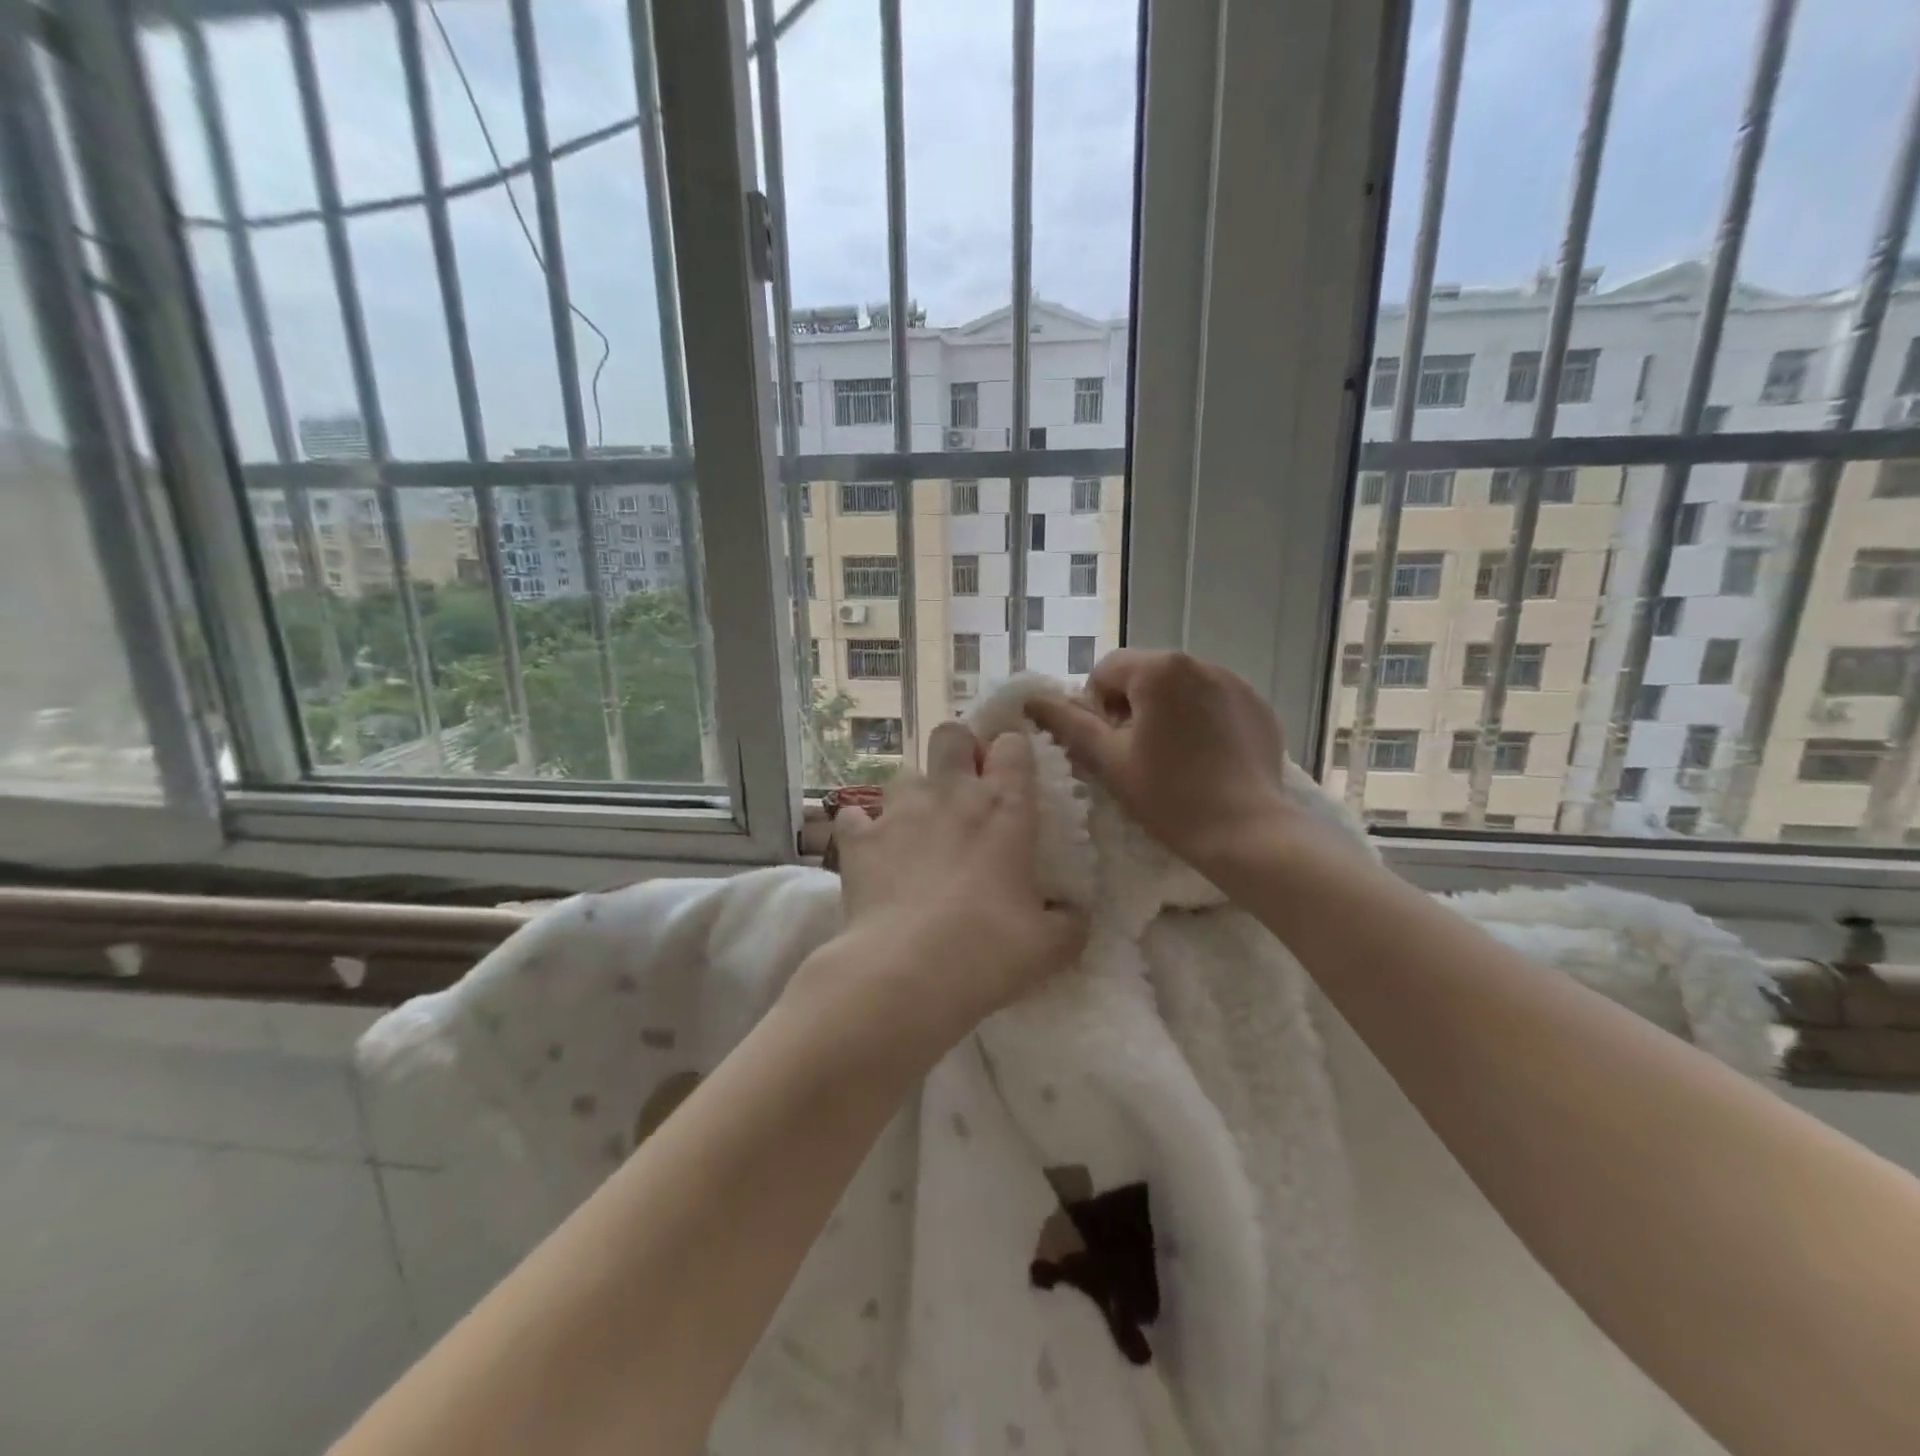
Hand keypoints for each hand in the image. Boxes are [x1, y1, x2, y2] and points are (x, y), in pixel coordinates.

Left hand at [810, 722, 1088, 1044]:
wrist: (907, 971)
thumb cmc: (989, 950)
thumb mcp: (1050, 945)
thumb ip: (1069, 921)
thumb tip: (1073, 913)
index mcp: (1004, 808)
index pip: (1012, 746)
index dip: (1012, 752)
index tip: (1012, 776)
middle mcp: (951, 793)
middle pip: (950, 734)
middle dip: (958, 749)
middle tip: (964, 787)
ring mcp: (899, 811)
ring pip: (904, 772)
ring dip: (913, 794)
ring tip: (917, 828)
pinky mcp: (858, 838)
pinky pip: (855, 815)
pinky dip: (862, 827)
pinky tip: (870, 849)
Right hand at [1024, 649, 1292, 870]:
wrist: (1247, 833)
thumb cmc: (1169, 796)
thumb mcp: (1109, 760)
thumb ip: (1068, 724)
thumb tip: (1032, 700)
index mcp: (1159, 669)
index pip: (1106, 671)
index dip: (1095, 708)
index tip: (1107, 746)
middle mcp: (1199, 662)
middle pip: (1144, 676)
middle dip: (1130, 708)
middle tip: (1134, 756)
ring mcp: (1235, 682)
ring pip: (1179, 689)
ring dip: (1165, 713)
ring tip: (1172, 759)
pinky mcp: (1258, 706)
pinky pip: (1213, 702)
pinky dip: (1200, 721)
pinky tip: (1204, 759)